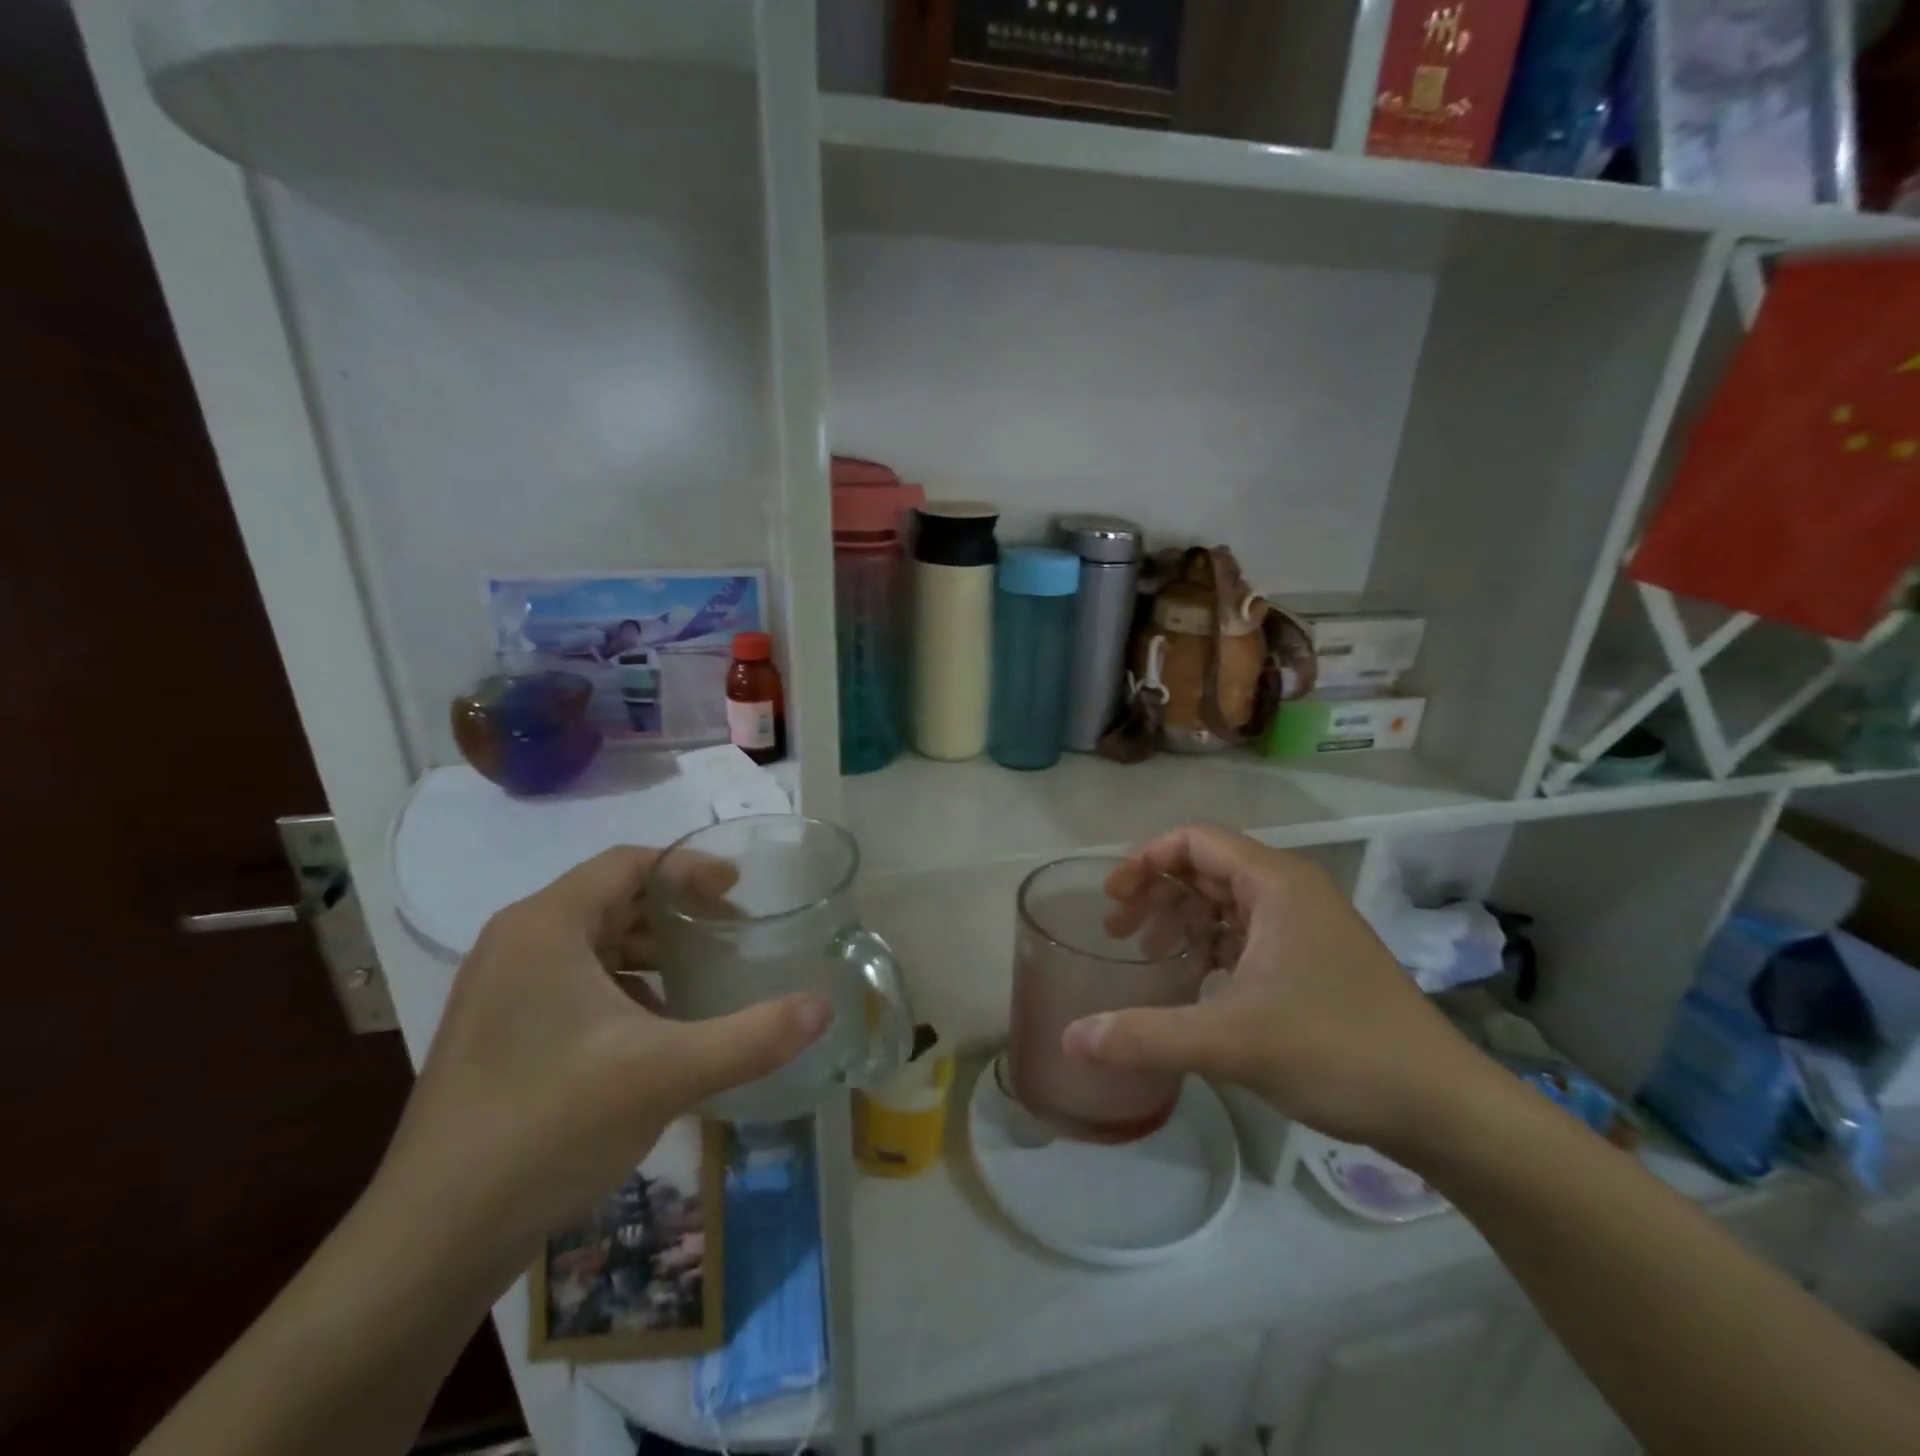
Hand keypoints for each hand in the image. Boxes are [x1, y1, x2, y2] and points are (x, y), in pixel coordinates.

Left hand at [377, 847, 830, 1261]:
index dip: (689, 869)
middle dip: (677, 911)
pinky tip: (657, 1026)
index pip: (629, 864)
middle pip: (612, 899)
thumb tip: (826, 1007)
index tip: (739, 891)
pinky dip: (623, 987)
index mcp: (546, 926)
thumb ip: (754, 1036)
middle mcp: (517, 943)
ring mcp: (501, 990)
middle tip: (732, 932)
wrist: (432, 1240)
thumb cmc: (549, 1127)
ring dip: (652, 951)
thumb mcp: (666, 1074)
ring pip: (593, 943)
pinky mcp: (499, 1032)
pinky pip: (574, 982)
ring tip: (703, 975)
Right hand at [1062, 825, 1489, 1152]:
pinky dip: (1213, 944)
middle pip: (1208, 867)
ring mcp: (1308, 926)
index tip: (1112, 897)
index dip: (1146, 860)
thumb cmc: (1336, 1051)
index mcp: (1276, 883)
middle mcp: (1292, 891)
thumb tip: (1071, 1039)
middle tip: (1118, 931)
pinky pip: (1249, 932)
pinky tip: (1192, 978)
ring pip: (1229, 901)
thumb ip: (1144, 1036)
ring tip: (1147, 952)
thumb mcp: (1231, 1041)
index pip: (1195, 841)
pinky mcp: (1316, 958)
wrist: (1441, 1106)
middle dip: (1158, 892)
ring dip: (1183, 918)